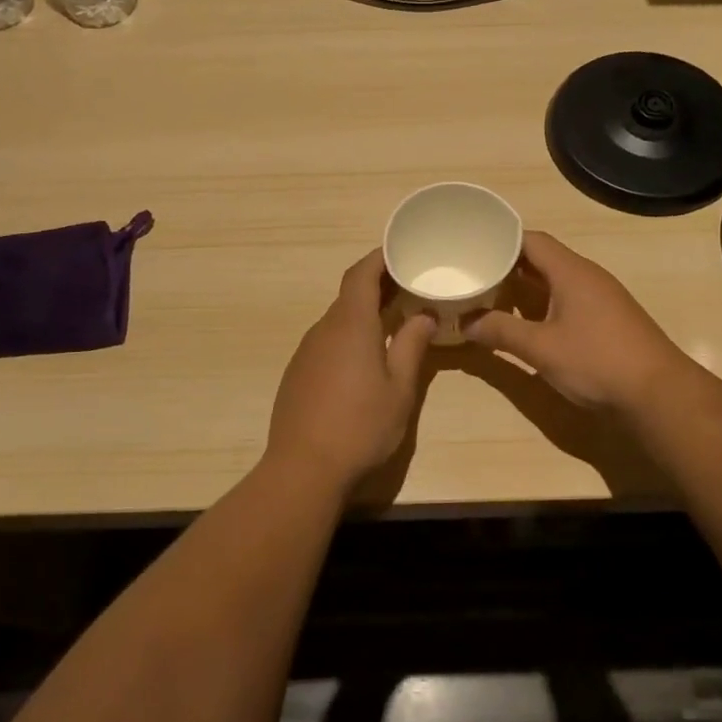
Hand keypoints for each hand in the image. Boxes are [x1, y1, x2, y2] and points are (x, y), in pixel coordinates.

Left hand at [265, 250, 437, 493]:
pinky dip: (348, 337)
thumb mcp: (399, 388)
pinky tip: (364, 360)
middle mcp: (323, 330)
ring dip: (363, 314)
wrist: (303, 468)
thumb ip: (412, 346)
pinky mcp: (297, 374)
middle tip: (409, 288)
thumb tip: (424, 315)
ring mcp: (306, 352)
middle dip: (377, 286)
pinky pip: (326, 342)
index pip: (360, 274)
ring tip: (393, 322)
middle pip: (349, 295)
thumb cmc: (361, 426)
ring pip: (337, 320)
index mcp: (350, 325)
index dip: (379, 258)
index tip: (401, 253)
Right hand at [461, 231, 688, 413]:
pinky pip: (567, 299)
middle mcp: (587, 277)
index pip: (531, 240)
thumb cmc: (597, 362)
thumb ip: (500, 331)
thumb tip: (464, 322)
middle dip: (507, 265)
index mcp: (571, 272)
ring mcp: (600, 298)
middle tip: (473, 273)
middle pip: (541, 259)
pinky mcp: (607, 320)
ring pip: (554, 281)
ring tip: (490, 296)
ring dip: (524, 287)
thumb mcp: (540, 348)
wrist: (659, 394)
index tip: (472, 246)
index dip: (500, 239)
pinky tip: (525, 322)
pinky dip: (541, 304)